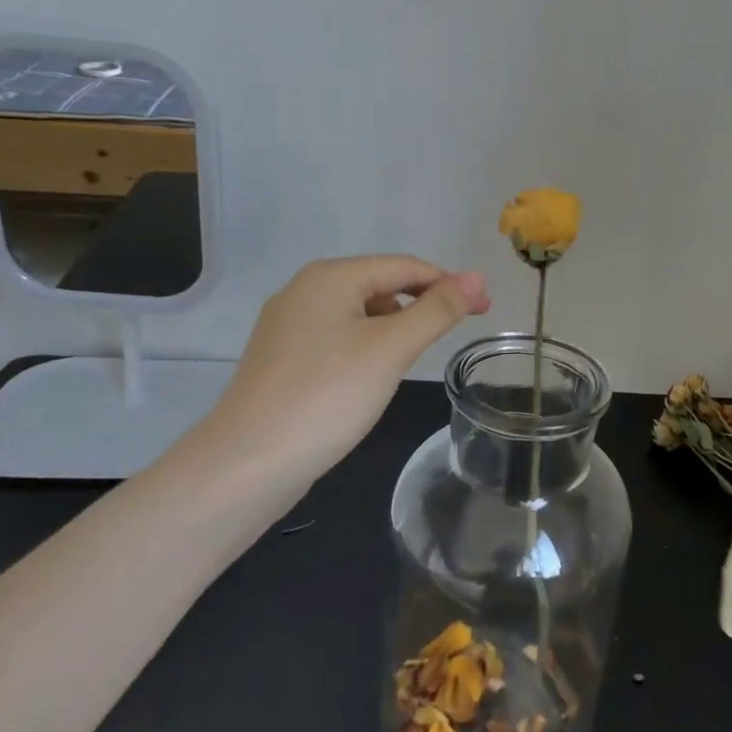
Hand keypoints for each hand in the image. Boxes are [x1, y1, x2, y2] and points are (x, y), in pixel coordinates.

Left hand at [205, 256, 490, 482]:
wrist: (246, 465)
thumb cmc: (327, 396)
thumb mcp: (391, 349)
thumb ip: (437, 309)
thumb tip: (478, 277)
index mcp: (330, 276)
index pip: (405, 266)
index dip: (449, 284)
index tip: (485, 311)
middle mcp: (305, 290)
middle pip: (380, 285)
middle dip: (421, 305)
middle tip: (455, 335)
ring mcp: (288, 325)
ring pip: (359, 314)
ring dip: (394, 328)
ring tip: (413, 360)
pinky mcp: (282, 358)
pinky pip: (337, 338)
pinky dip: (366, 348)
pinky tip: (372, 377)